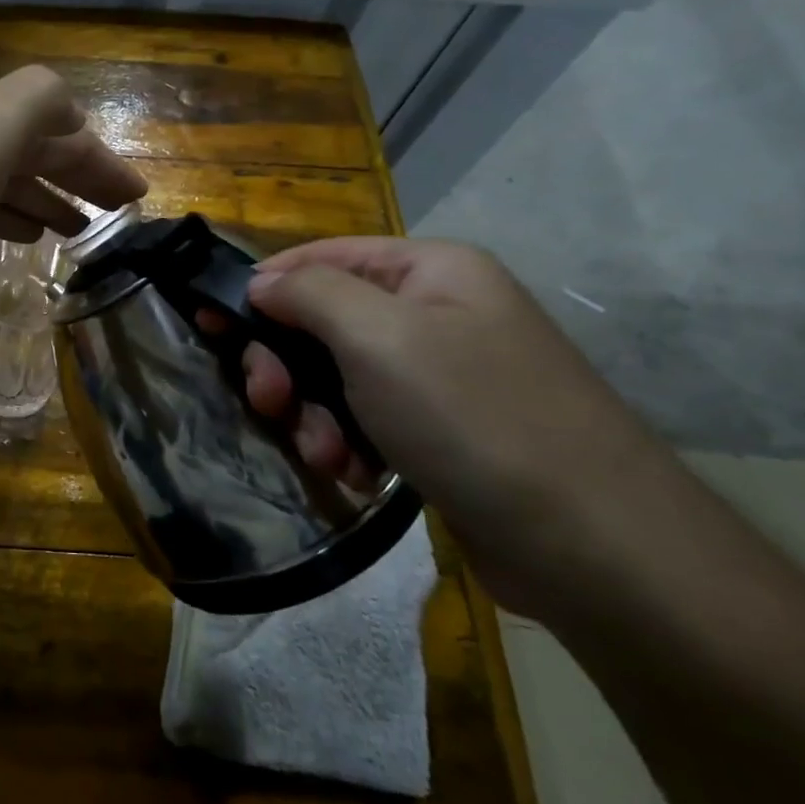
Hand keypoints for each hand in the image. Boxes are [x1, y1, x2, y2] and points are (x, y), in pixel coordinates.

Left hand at [0, 66, 147, 294]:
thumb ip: (39, 101)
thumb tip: (72, 115)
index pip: (65, 134)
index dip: (103, 162)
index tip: (137, 197)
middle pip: (38, 156)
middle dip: (80, 180)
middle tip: (115, 216)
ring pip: (9, 184)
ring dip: (47, 202)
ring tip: (78, 232)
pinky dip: (8, 218)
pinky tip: (22, 237)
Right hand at [235, 237, 678, 616]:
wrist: (593, 546)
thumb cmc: (473, 417)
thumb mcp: (377, 336)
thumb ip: (307, 293)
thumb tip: (260, 282)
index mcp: (430, 271)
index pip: (320, 256)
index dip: (262, 286)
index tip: (211, 324)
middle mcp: (435, 314)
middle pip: (321, 321)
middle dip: (286, 364)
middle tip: (268, 401)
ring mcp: (439, 376)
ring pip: (335, 377)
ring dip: (312, 414)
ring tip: (325, 454)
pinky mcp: (439, 431)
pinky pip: (364, 420)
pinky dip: (346, 443)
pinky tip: (355, 473)